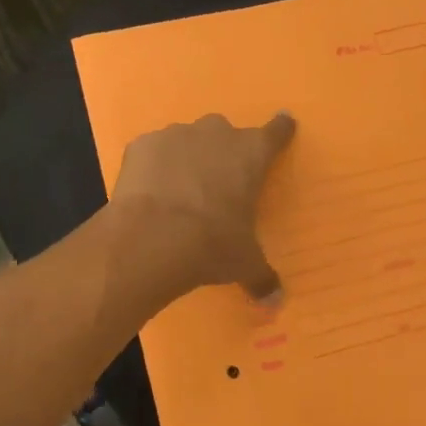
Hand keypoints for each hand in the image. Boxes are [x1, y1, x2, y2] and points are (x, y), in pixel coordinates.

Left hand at [110, 112, 295, 299]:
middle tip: (216, 183)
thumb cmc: (212, 244)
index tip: (284, 122)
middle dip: (222, 152)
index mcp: (251, 154)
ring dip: (186, 159)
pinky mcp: (141, 145)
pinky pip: (152, 152)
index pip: (275, 133)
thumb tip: (276, 302)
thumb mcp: (243, 263)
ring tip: (178, 191)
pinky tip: (148, 192)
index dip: (281, 130)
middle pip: (224, 133)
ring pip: (186, 141)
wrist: (152, 237)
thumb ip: (261, 277)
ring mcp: (175, 135)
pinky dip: (153, 167)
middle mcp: (216, 134)